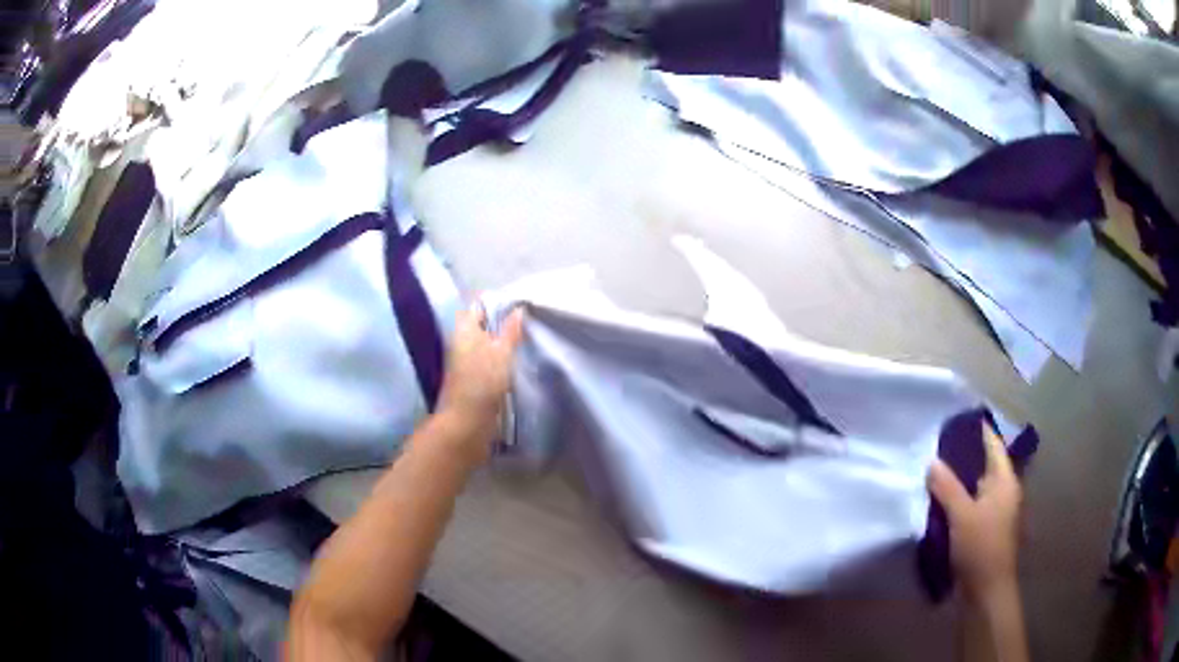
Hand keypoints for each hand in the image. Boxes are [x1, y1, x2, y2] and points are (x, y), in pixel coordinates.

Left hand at [435, 302, 524, 461]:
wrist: (466, 424)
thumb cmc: (483, 382)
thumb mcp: (502, 352)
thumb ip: (511, 330)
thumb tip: (518, 309)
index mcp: (464, 330)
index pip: (479, 306)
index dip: (497, 303)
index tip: (521, 305)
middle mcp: (461, 342)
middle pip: (483, 325)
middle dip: (503, 323)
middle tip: (529, 323)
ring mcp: (465, 362)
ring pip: (486, 344)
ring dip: (503, 343)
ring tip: (527, 341)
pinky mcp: (471, 380)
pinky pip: (487, 361)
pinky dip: (500, 359)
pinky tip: (517, 363)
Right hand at [928, 422, 1022, 601]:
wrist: (985, 590)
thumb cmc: (980, 547)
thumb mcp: (962, 515)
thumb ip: (947, 487)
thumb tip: (932, 461)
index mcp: (1005, 481)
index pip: (993, 445)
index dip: (978, 430)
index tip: (957, 418)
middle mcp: (1003, 491)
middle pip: (984, 465)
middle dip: (963, 455)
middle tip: (937, 445)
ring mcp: (994, 512)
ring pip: (975, 487)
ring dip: (958, 480)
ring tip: (933, 470)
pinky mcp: (984, 529)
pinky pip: (970, 505)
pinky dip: (957, 500)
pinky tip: (939, 501)